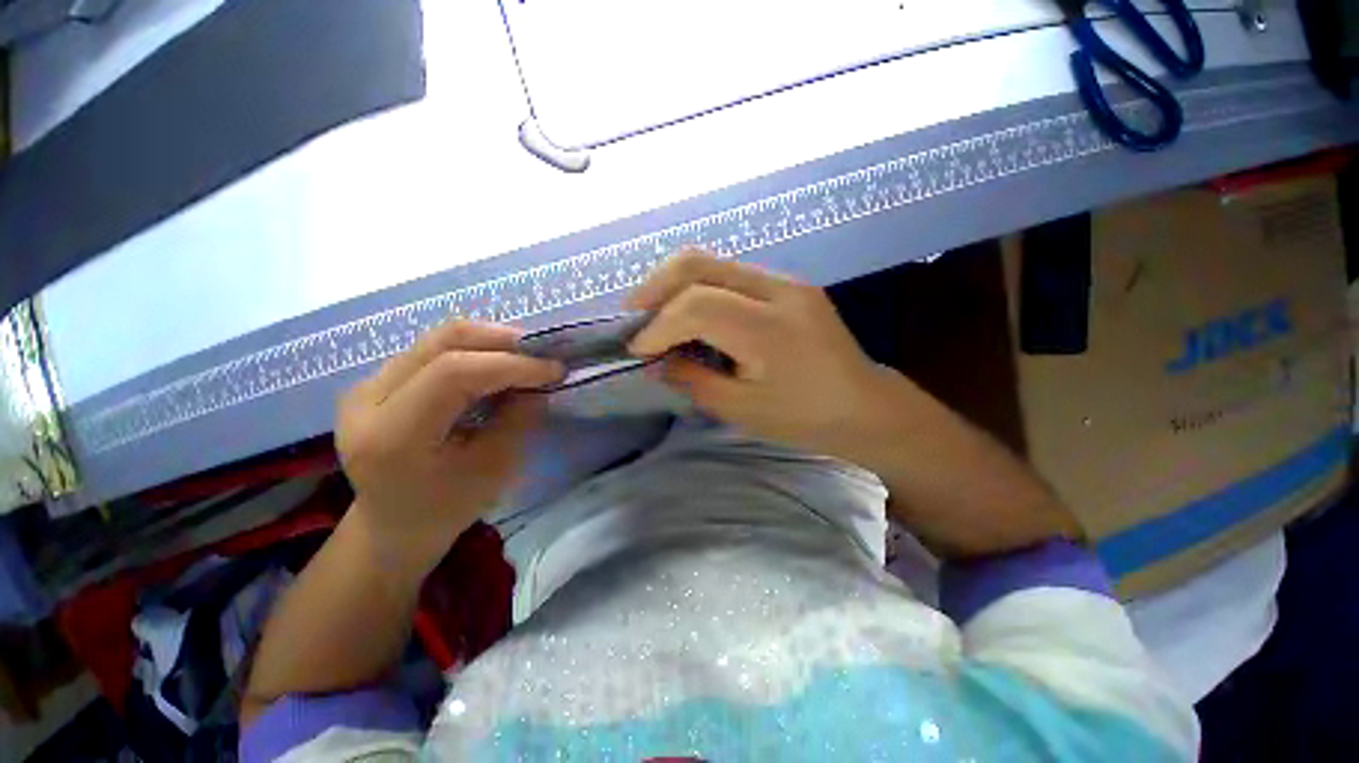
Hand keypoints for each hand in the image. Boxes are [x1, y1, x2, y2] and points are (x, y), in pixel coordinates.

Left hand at [336, 321, 562, 565]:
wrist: (393, 526)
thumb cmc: (447, 508)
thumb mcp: (495, 469)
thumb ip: (518, 418)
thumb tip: (540, 379)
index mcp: (392, 436)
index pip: (453, 372)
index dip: (511, 364)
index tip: (554, 369)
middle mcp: (367, 400)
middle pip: (442, 341)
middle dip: (503, 340)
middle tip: (543, 352)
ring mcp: (366, 386)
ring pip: (438, 339)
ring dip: (491, 341)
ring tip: (527, 356)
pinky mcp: (376, 381)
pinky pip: (432, 350)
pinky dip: (474, 350)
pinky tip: (498, 364)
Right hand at [627, 250, 1080, 557]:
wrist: (865, 406)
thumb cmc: (805, 418)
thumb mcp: (741, 410)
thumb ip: (692, 380)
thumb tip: (656, 361)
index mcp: (770, 330)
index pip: (696, 306)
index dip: (657, 326)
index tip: (637, 351)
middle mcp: (778, 290)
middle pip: (698, 263)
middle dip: (655, 287)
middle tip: (633, 316)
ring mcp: (785, 280)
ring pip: (712, 261)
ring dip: (673, 283)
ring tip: (653, 312)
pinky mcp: (788, 283)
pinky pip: (730, 273)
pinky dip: (698, 287)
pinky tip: (689, 311)